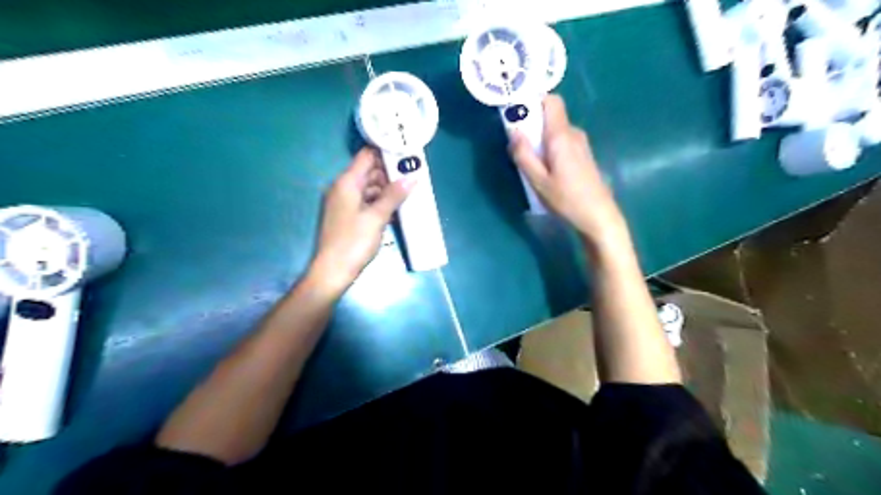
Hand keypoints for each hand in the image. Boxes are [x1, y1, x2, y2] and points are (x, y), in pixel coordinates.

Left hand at [307, 147, 414, 293]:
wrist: (332, 272)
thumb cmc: (353, 242)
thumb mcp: (377, 217)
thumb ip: (394, 195)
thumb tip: (411, 177)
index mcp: (347, 183)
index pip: (367, 156)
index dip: (385, 152)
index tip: (406, 154)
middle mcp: (343, 188)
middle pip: (368, 172)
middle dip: (390, 173)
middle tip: (413, 177)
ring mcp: (344, 203)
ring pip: (368, 188)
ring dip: (387, 190)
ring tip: (409, 193)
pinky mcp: (347, 216)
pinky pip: (365, 202)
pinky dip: (379, 203)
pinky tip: (395, 210)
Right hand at [514, 95, 629, 248]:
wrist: (598, 216)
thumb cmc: (566, 199)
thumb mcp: (538, 180)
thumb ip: (523, 155)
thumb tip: (513, 132)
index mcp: (561, 136)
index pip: (551, 101)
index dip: (534, 101)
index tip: (517, 113)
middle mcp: (573, 134)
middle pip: (550, 116)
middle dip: (531, 124)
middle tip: (517, 145)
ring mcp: (581, 144)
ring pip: (555, 131)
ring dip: (539, 139)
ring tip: (529, 162)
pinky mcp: (583, 155)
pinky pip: (562, 141)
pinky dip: (549, 147)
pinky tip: (545, 169)